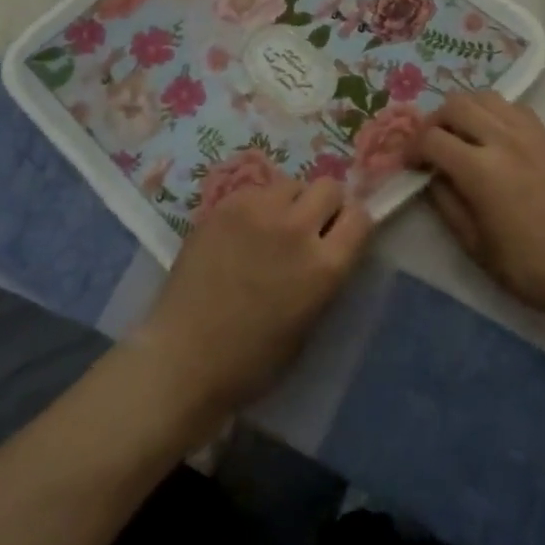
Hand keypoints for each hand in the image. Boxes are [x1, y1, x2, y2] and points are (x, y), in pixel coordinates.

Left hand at [135, 179, 372, 420]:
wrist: (183, 357)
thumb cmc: (252, 360)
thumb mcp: (309, 323)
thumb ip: (324, 275)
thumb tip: (328, 246)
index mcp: (324, 266)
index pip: (360, 216)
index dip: (352, 223)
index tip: (341, 233)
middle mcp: (297, 228)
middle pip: (329, 187)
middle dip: (325, 205)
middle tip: (309, 226)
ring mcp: (258, 211)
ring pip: (291, 183)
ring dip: (291, 202)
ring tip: (272, 228)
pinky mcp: (225, 205)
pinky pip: (256, 191)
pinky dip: (257, 205)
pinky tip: (241, 232)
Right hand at [416, 92, 544, 326]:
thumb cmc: (527, 267)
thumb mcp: (473, 244)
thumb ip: (445, 201)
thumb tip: (430, 175)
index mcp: (481, 170)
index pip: (432, 138)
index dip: (412, 148)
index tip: (409, 164)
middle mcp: (504, 140)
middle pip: (456, 105)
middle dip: (434, 122)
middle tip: (430, 146)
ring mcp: (530, 134)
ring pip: (485, 97)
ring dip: (464, 111)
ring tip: (460, 135)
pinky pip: (513, 107)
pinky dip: (493, 113)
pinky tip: (493, 137)